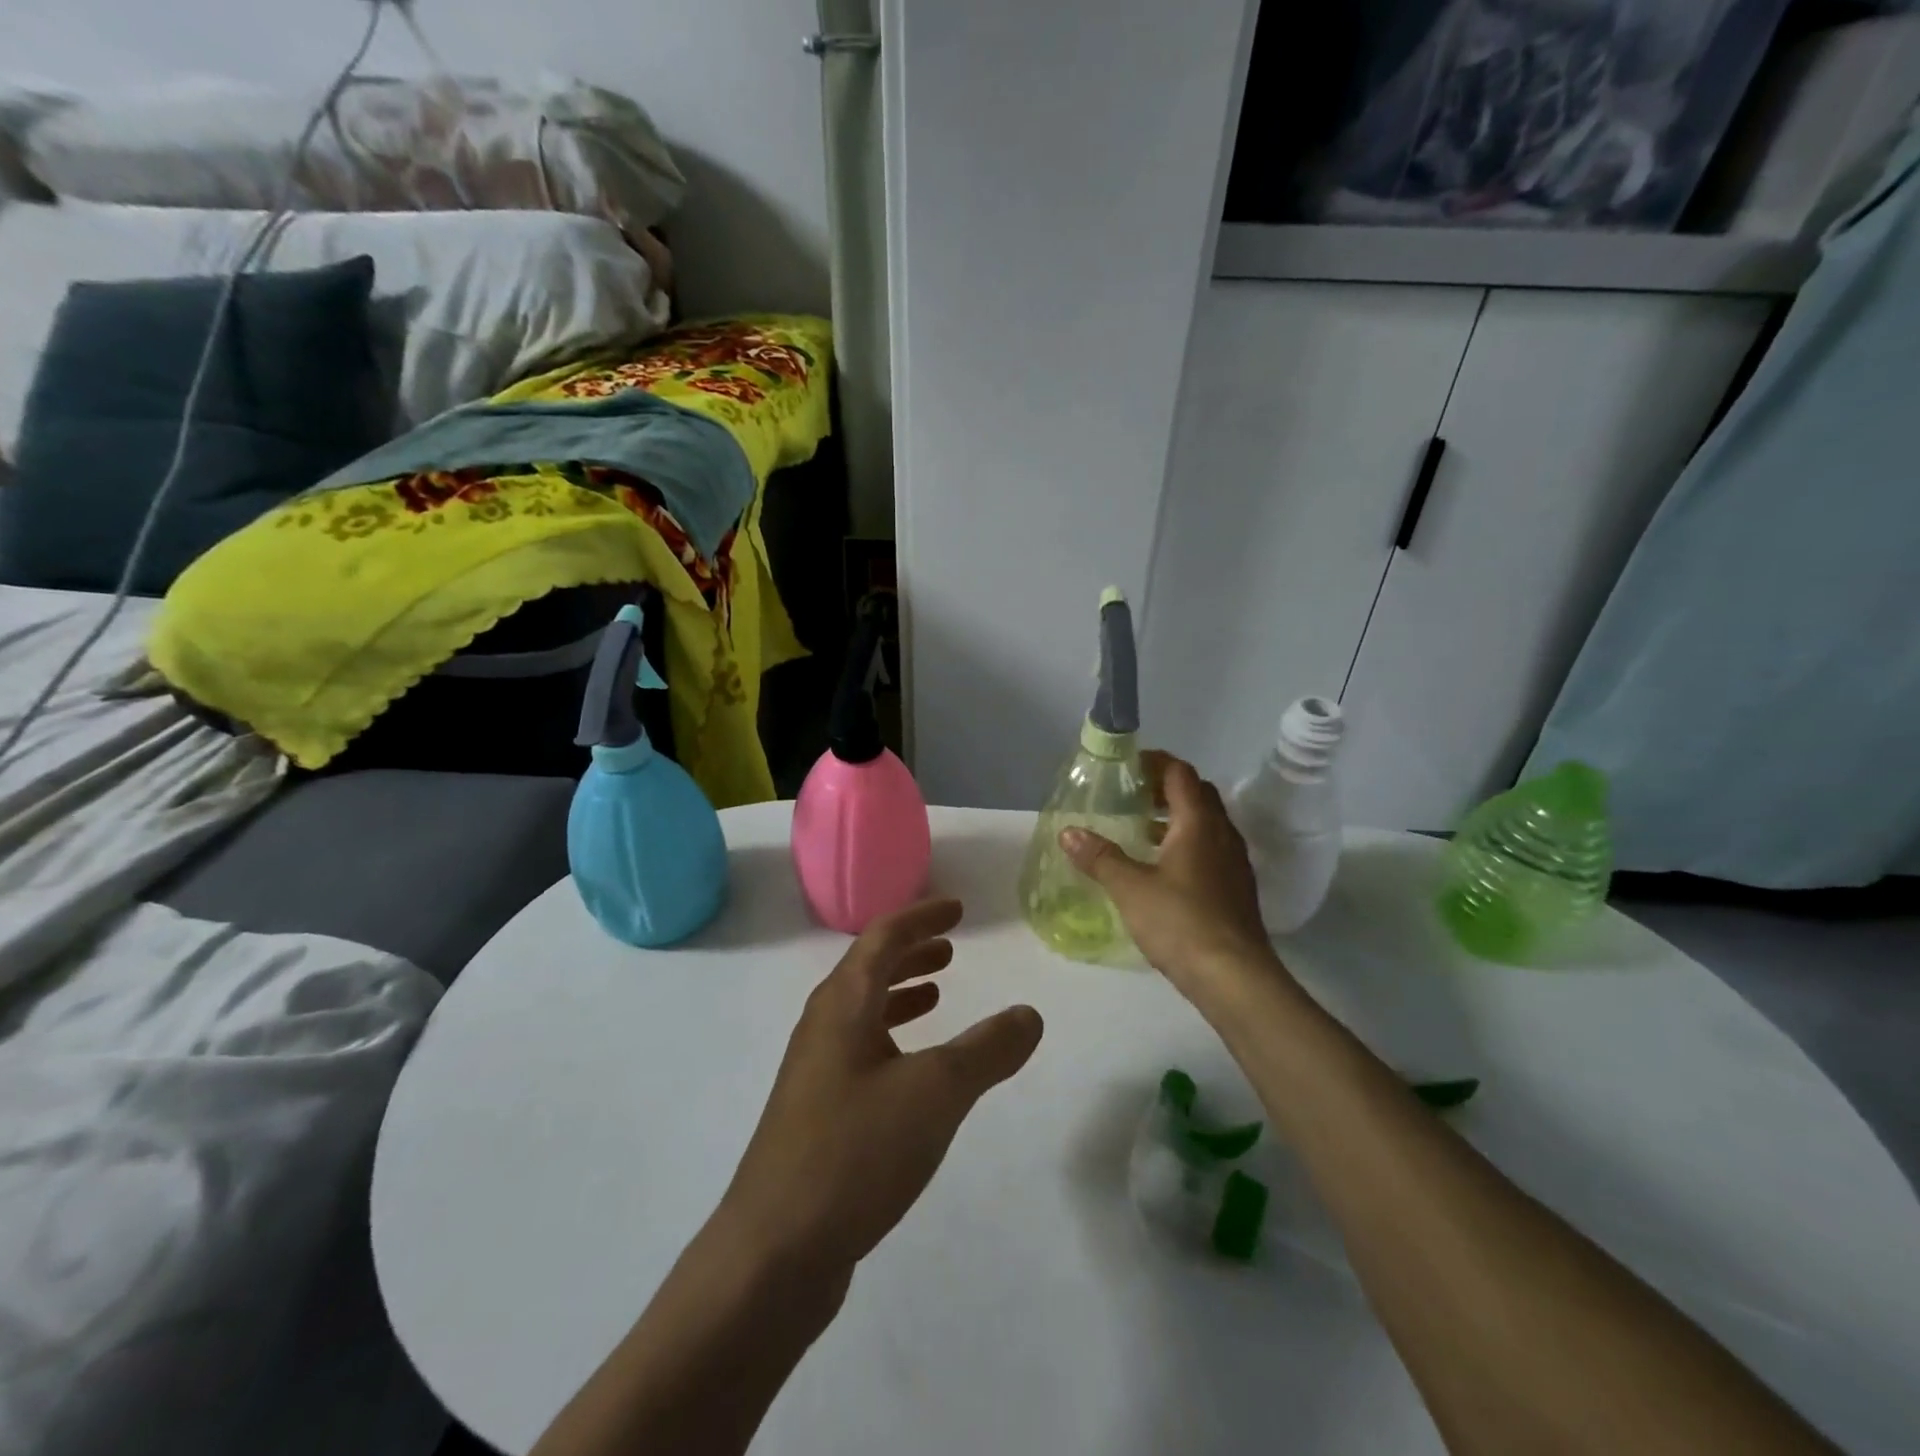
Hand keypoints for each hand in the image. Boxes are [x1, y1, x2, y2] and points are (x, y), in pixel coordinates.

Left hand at [715, 898, 1043, 1282]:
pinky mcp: (816, 1113)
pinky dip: (892, 1038)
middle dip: (912, 952)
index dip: (922, 916)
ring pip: (863, 1011)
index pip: (884, 936)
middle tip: (951, 947)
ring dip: (901, 993)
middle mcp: (823, 1026)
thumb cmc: (855, 1151)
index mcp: (843, 1003)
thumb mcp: (936, 1093)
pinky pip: (860, 1050)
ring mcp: (815, 1071)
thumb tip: (1029, 1014)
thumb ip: (987, 1050)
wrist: (773, 1251)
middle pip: (869, 969)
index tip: (958, 908)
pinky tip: (914, 1069)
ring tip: (938, 994)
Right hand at [1061, 750, 1285, 1007]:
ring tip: (1140, 831)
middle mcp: (1222, 834)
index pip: (1180, 773)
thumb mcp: (1130, 888)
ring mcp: (1234, 863)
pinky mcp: (1236, 889)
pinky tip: (1162, 870)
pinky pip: (1211, 850)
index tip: (1127, 767)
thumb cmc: (1181, 922)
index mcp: (1198, 823)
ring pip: (1206, 824)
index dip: (1155, 763)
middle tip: (1131, 797)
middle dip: (1164, 789)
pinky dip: (1186, 845)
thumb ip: (1100, 857)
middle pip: (1197, 794)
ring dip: (1176, 819)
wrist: (1235, 977)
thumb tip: (1068, 832)